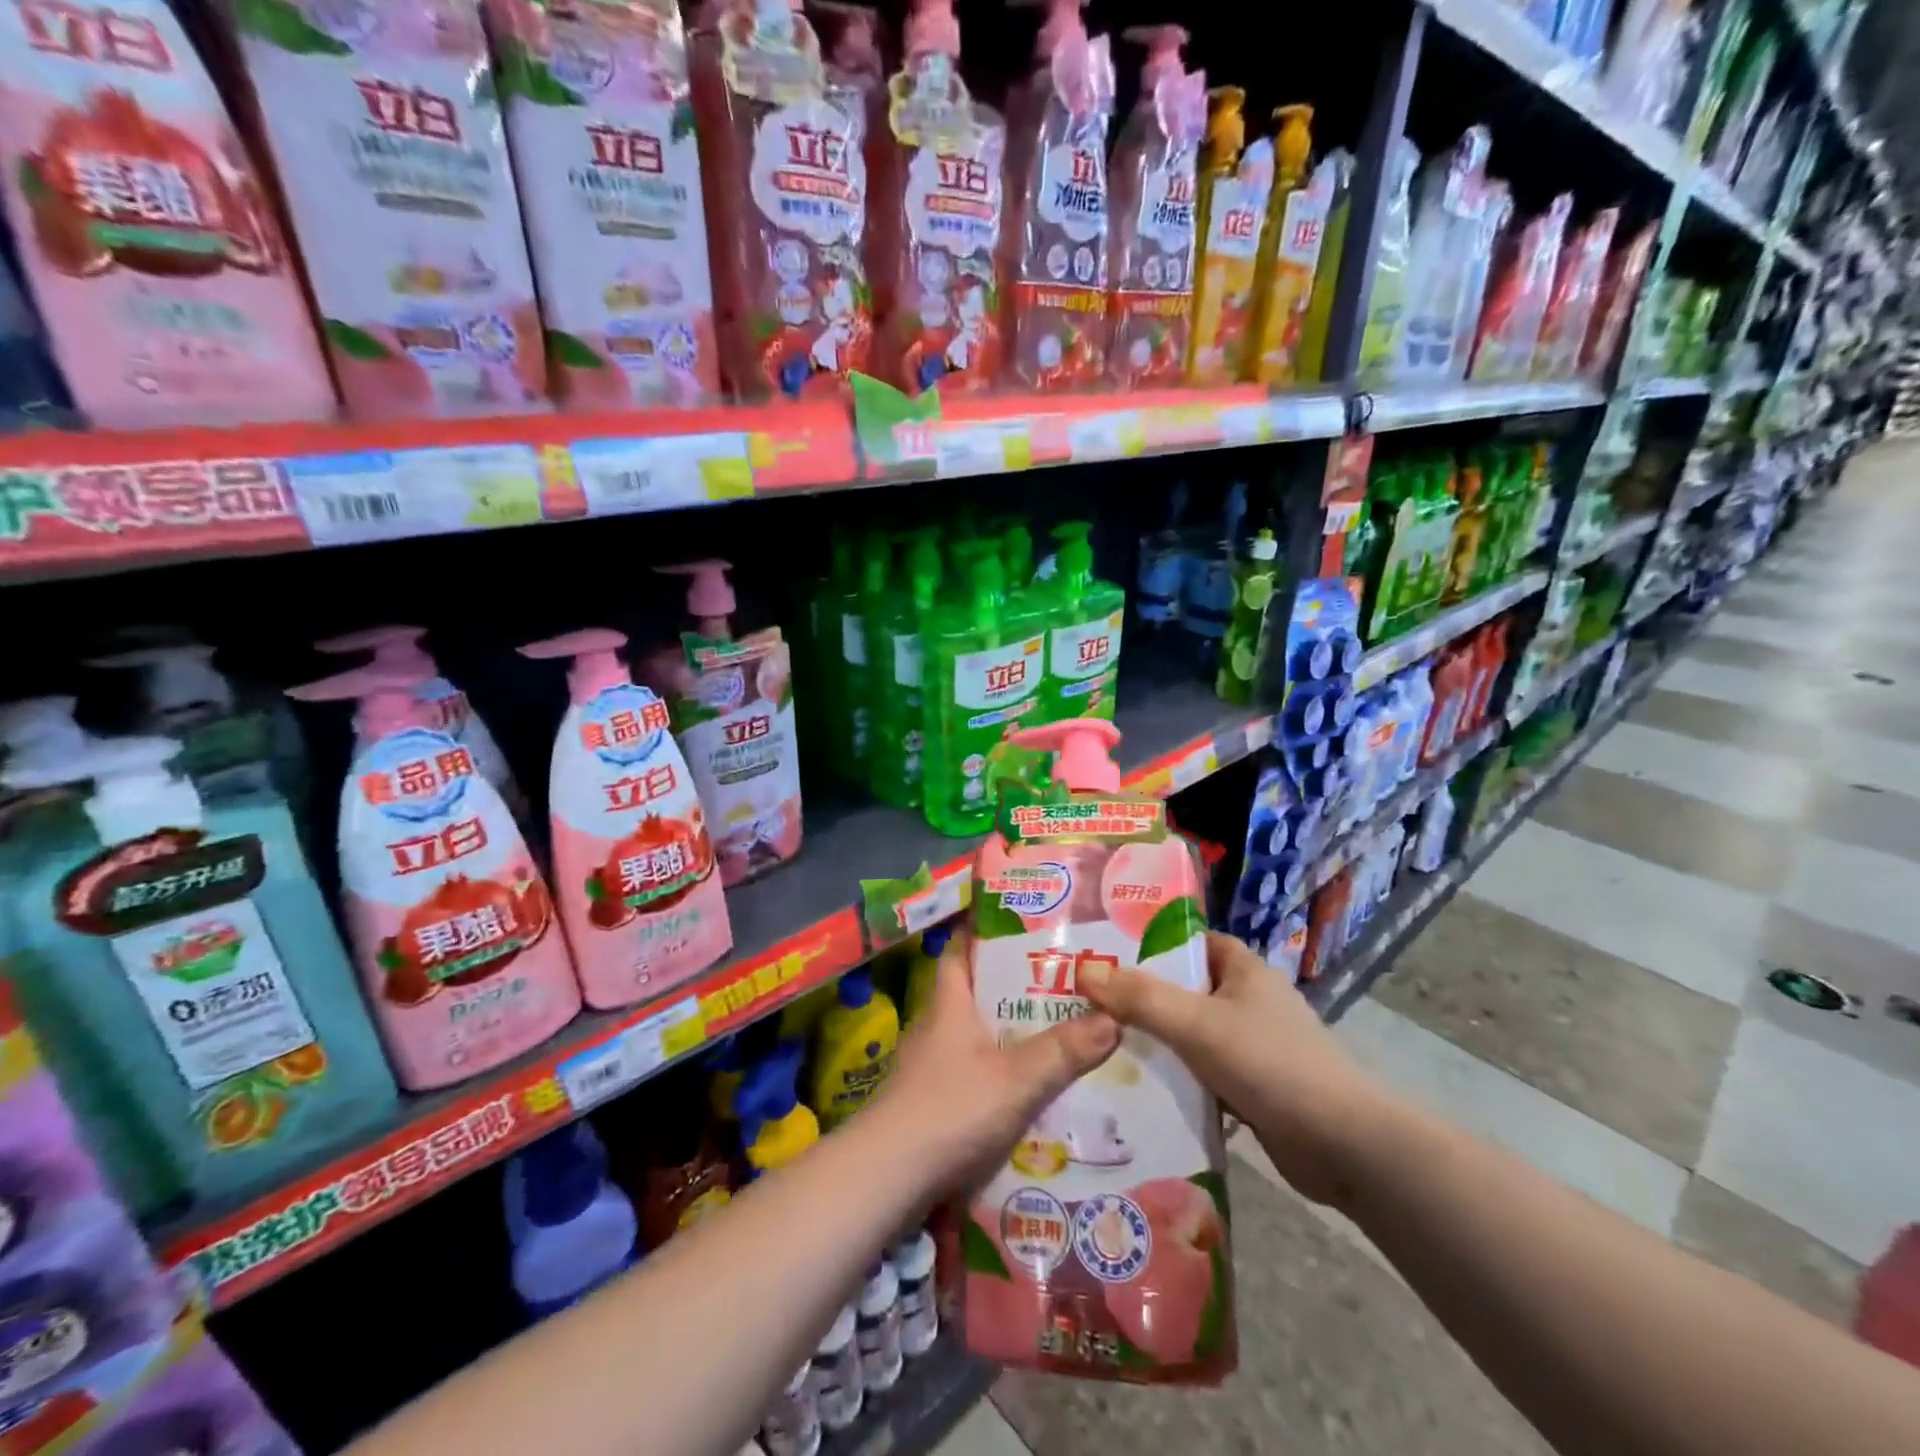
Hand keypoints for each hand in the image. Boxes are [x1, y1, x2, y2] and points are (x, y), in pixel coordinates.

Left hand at [872, 926, 1118, 1193]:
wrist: (887, 1179)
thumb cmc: (949, 1110)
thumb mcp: (1015, 1079)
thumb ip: (1063, 1050)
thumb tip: (1114, 1016)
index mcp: (949, 1004)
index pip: (962, 951)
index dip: (985, 933)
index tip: (1021, 924)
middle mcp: (937, 1027)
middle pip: (976, 995)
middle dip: (1015, 990)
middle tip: (1065, 986)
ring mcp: (930, 1068)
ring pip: (977, 1038)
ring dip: (1011, 1037)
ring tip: (1062, 1038)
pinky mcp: (931, 1105)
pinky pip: (974, 1077)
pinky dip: (1001, 1077)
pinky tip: (1032, 1094)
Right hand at [1077, 932, 1388, 1207]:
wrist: (1344, 1146)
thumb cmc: (1270, 1064)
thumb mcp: (1196, 1024)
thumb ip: (1140, 997)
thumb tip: (1083, 971)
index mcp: (1244, 970)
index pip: (1190, 942)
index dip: (1150, 944)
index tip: (1105, 954)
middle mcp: (1250, 1001)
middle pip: (1185, 989)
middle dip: (1142, 997)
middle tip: (1089, 1004)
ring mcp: (1254, 1046)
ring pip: (1192, 1034)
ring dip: (1157, 1042)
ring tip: (1101, 1045)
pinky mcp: (1255, 1088)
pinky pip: (1204, 1073)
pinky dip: (1178, 1079)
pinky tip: (1139, 1090)